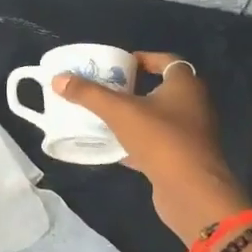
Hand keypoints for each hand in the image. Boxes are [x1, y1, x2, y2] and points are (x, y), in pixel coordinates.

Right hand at [52, 53, 250, 244]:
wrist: (191, 191)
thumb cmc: (160, 139)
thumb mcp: (119, 112)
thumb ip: (89, 94)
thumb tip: (58, 78)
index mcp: (185, 84)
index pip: (167, 60)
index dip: (143, 59)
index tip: (119, 65)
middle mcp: (194, 105)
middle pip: (161, 89)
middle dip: (134, 89)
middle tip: (107, 90)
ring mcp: (192, 134)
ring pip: (159, 118)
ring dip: (135, 117)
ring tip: (106, 117)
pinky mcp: (185, 158)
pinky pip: (158, 143)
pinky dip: (138, 143)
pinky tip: (115, 149)